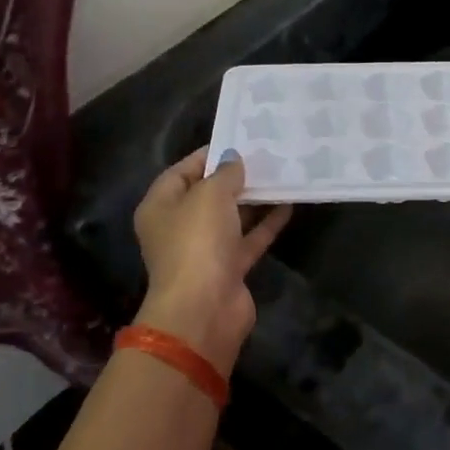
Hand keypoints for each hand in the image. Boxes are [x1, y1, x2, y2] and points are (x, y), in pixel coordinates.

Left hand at [131, 149, 291, 373]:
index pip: (181, 171)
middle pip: (207, 195)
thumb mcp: (209, 196)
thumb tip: (233, 160)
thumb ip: (224, 174)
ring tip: (281, 174)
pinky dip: (266, 223)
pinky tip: (288, 204)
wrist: (204, 308)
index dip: (207, 156)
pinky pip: (249, 239)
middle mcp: (179, 227)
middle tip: (265, 155)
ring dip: (253, 199)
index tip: (238, 140)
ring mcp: (205, 250)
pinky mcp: (229, 268)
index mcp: (160, 206)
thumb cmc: (197, 242)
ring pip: (231, 217)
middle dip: (234, 177)